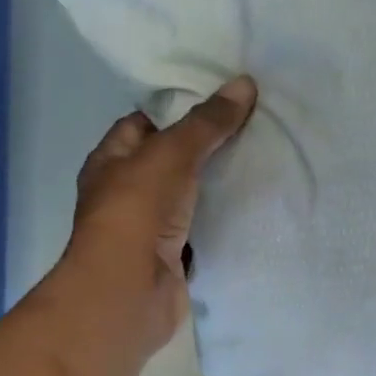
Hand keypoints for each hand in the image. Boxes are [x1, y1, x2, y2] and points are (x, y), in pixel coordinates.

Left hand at [65, 76, 258, 349]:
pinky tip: (257, 207)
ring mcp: (150, 229)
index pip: (143, 123)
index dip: (177, 109)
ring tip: (263, 162)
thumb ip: (206, 122)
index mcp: (111, 161)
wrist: (130, 292)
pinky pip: (204, 232)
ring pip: (191, 199)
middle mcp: (127, 193)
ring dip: (219, 187)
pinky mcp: (175, 258)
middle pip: (171, 162)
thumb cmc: (137, 212)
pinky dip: (225, 223)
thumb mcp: (170, 153)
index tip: (221, 100)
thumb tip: (245, 83)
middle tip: (252, 128)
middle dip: (206, 148)